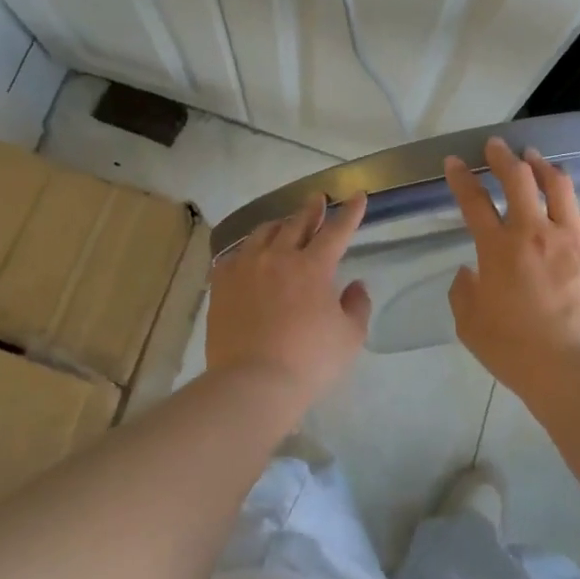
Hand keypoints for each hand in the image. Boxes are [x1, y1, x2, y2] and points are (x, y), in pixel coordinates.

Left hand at [206, 193, 371, 395]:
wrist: (252, 383)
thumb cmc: (309, 362)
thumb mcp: (349, 337)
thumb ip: (357, 306)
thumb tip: (354, 285)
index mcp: (313, 267)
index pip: (336, 230)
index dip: (349, 212)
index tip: (357, 195)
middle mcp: (278, 257)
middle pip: (297, 223)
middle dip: (312, 209)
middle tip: (318, 199)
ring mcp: (246, 267)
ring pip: (263, 233)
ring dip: (279, 224)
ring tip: (284, 223)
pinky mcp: (222, 283)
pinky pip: (235, 255)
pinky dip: (248, 250)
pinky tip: (249, 254)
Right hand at [445, 139, 579, 390]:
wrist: (573, 370)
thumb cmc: (513, 349)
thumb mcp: (469, 324)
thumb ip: (463, 291)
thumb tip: (469, 271)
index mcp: (498, 247)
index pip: (473, 200)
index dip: (460, 178)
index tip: (454, 161)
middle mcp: (535, 232)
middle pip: (519, 179)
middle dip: (504, 157)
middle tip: (497, 146)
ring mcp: (572, 240)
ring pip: (560, 188)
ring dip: (544, 168)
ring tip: (537, 160)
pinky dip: (576, 212)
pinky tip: (574, 215)